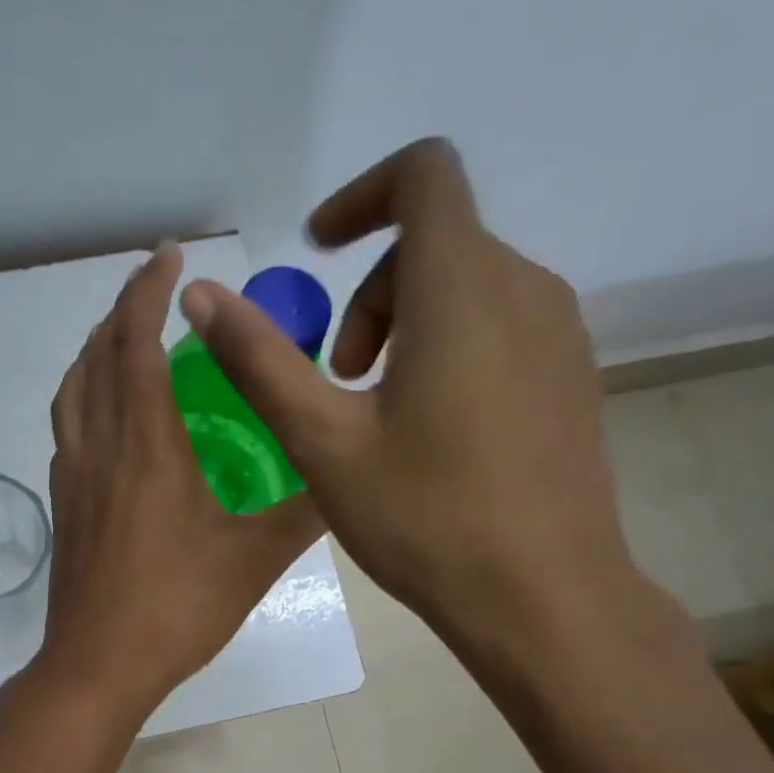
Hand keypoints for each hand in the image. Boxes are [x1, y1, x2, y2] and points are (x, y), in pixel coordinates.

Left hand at [31, 243, 323, 717]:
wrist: (97, 665)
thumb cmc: (176, 608)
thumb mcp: (254, 560)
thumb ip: (305, 513)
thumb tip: (349, 478)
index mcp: (145, 445)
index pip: (134, 342)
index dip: (147, 290)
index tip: (169, 256)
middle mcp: (99, 447)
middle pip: (95, 356)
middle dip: (121, 311)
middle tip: (155, 293)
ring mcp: (72, 477)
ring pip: (72, 391)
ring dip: (95, 352)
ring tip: (126, 342)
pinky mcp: (63, 507)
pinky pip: (68, 429)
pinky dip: (85, 398)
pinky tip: (111, 420)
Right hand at [177, 138, 644, 666]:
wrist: (542, 597)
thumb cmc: (425, 518)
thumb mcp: (323, 441)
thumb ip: (260, 360)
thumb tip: (200, 295)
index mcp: (463, 289)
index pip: (424, 174)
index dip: (361, 196)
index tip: (316, 252)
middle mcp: (526, 289)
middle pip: (436, 241)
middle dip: (369, 294)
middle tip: (337, 379)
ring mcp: (561, 335)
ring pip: (469, 285)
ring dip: (406, 323)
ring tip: (377, 413)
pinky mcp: (573, 377)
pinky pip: (502, 326)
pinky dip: (450, 347)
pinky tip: (432, 433)